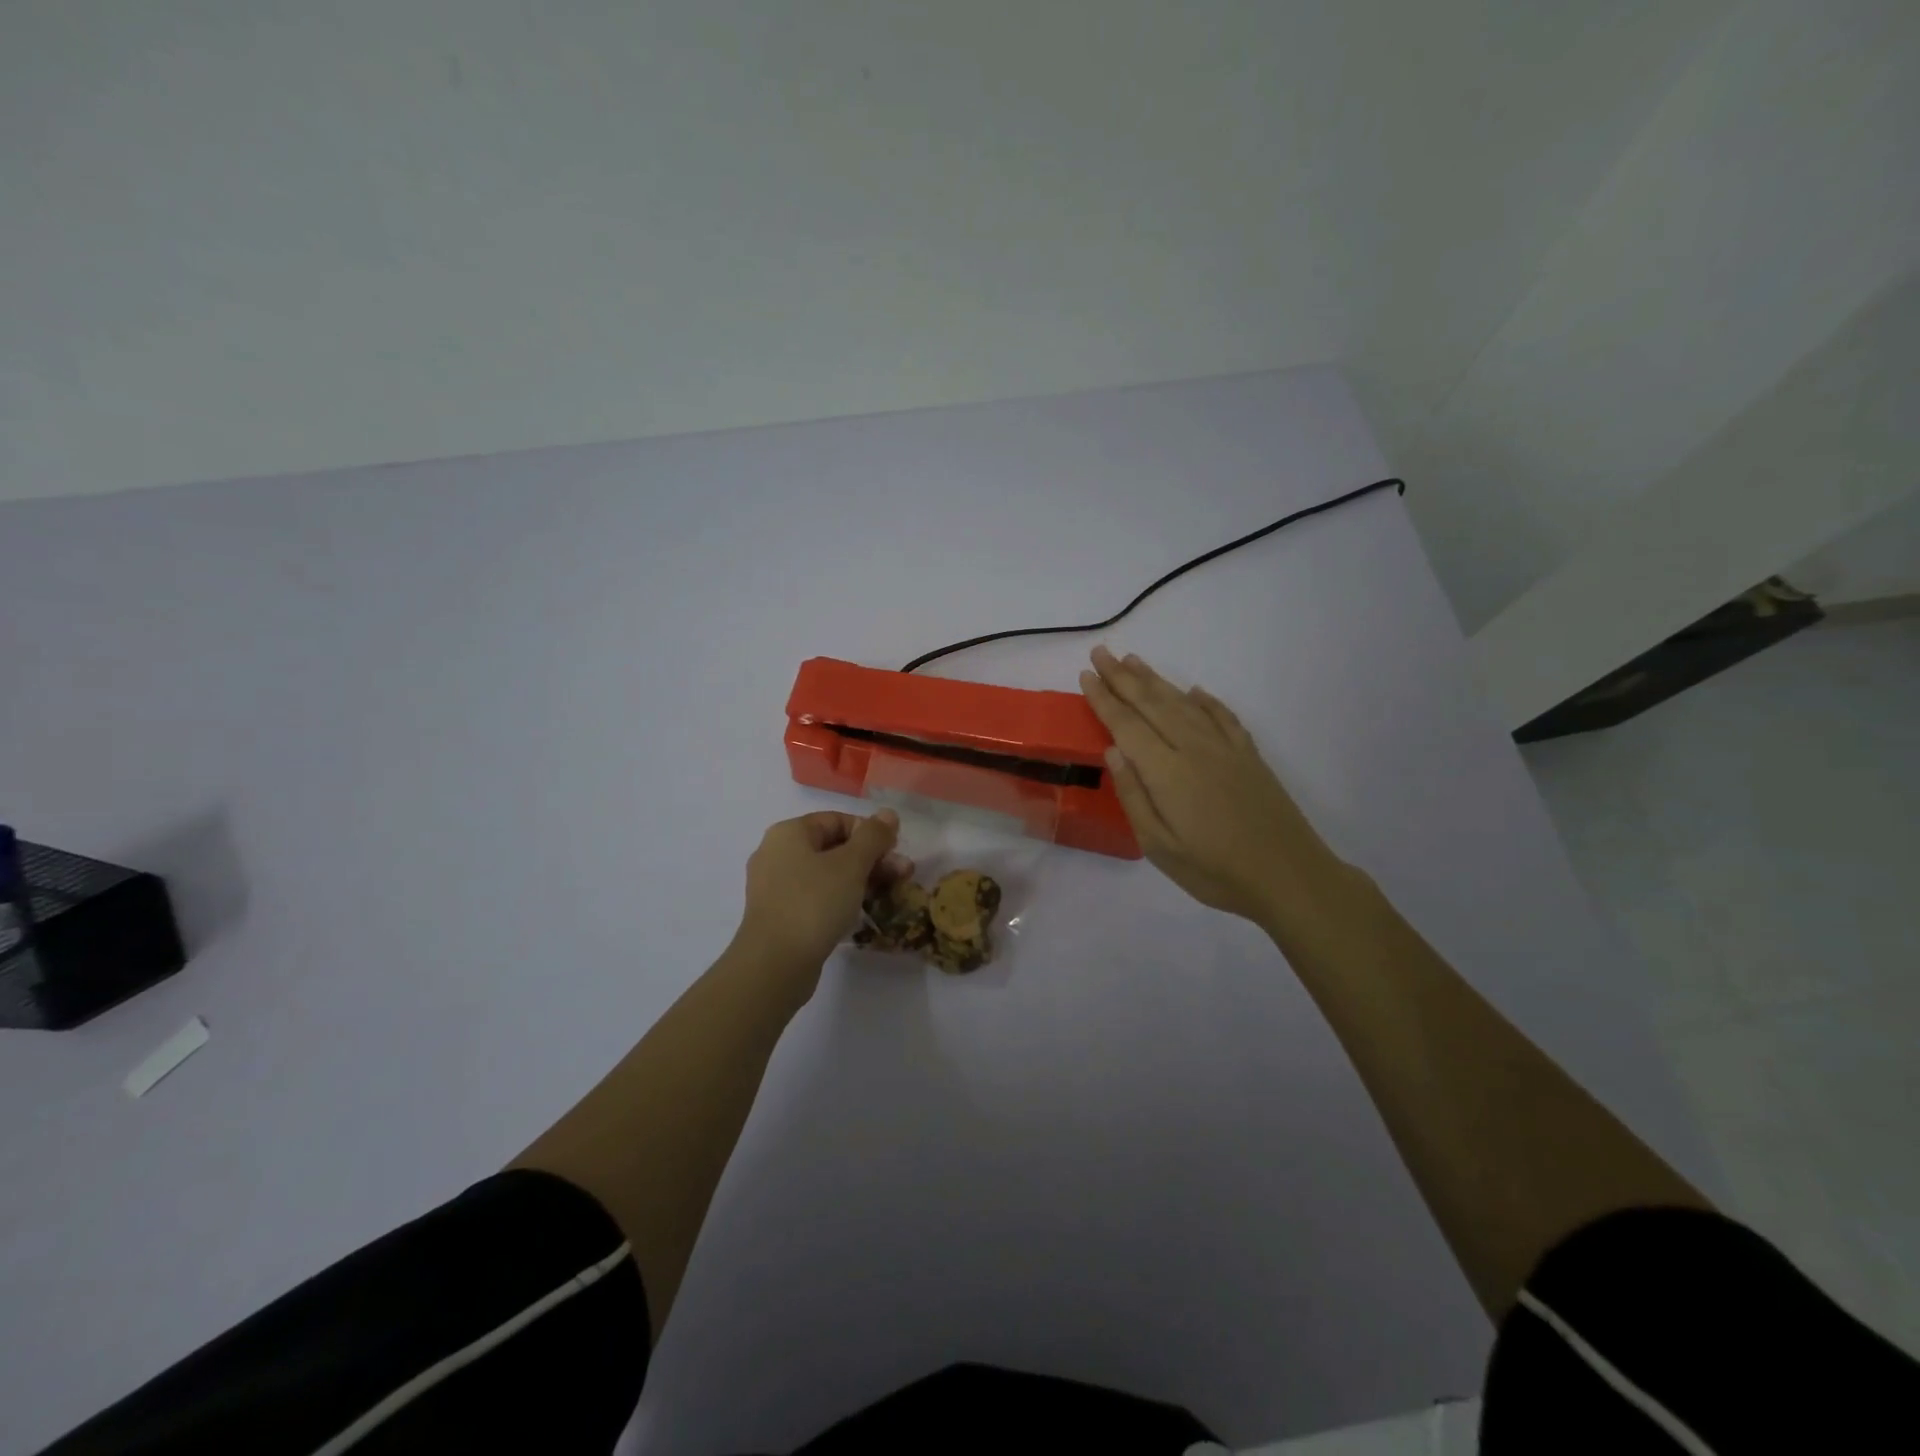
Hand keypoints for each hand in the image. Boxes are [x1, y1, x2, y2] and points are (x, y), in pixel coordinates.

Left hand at [732, 809, 911, 997]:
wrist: (774, 965)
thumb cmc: (813, 903)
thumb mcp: (851, 865)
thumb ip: (873, 836)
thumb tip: (888, 813)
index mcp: (789, 833)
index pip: (837, 820)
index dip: (870, 832)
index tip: (895, 851)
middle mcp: (777, 854)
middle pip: (833, 847)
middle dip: (872, 858)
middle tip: (903, 874)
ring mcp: (776, 887)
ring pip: (827, 874)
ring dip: (862, 879)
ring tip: (891, 893)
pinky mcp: (781, 915)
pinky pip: (817, 897)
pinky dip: (841, 899)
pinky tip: (863, 911)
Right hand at [1079, 646, 1349, 930]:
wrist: (1289, 876)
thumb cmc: (1215, 870)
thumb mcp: (1159, 846)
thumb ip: (1134, 795)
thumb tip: (1113, 751)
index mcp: (1166, 771)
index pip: (1126, 724)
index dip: (1104, 699)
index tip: (1086, 675)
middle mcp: (1193, 748)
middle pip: (1152, 704)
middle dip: (1123, 677)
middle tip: (1101, 653)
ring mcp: (1225, 748)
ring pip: (1184, 703)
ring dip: (1156, 680)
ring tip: (1134, 660)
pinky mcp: (1249, 755)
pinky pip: (1222, 716)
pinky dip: (1205, 700)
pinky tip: (1194, 691)